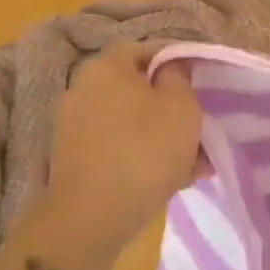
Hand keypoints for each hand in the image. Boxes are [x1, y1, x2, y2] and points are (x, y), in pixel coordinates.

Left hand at [37, 42, 201, 269]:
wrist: (90, 219)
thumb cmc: (144, 152)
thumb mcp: (182, 107)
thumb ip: (179, 77)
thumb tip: (169, 68)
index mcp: (106, 67)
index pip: (143, 49)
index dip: (173, 64)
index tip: (197, 88)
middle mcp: (83, 88)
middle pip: (136, 88)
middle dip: (169, 108)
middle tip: (196, 131)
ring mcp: (73, 125)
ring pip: (130, 122)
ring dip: (159, 137)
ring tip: (191, 165)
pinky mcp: (73, 158)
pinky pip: (116, 146)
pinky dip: (139, 156)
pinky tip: (167, 181)